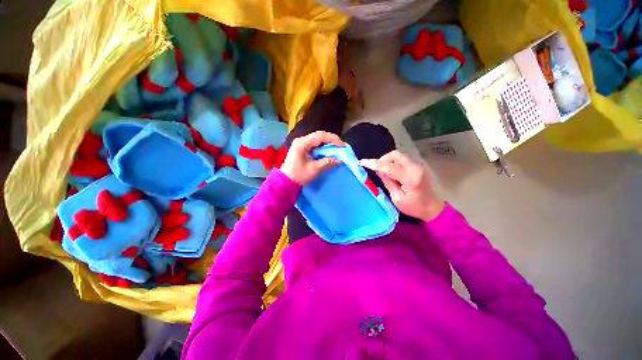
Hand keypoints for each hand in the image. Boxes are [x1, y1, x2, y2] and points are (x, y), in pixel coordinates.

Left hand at [280, 131, 344, 184]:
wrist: (286, 181)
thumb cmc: (299, 175)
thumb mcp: (314, 169)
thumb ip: (327, 162)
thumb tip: (340, 160)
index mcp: (302, 143)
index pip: (320, 136)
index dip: (333, 139)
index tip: (342, 146)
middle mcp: (301, 140)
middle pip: (319, 135)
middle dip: (331, 140)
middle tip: (341, 147)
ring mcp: (301, 143)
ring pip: (317, 139)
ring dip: (327, 143)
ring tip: (336, 149)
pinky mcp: (302, 148)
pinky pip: (315, 144)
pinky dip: (323, 147)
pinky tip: (328, 151)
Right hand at [360, 151, 444, 221]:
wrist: (432, 208)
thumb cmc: (414, 207)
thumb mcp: (397, 198)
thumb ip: (388, 182)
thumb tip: (378, 170)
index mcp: (410, 178)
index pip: (389, 167)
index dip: (374, 164)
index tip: (362, 162)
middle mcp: (415, 168)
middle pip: (395, 154)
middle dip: (382, 159)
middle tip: (375, 169)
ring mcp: (417, 165)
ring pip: (398, 155)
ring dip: (387, 160)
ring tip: (382, 171)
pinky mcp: (417, 166)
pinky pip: (401, 159)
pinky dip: (393, 162)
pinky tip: (390, 171)